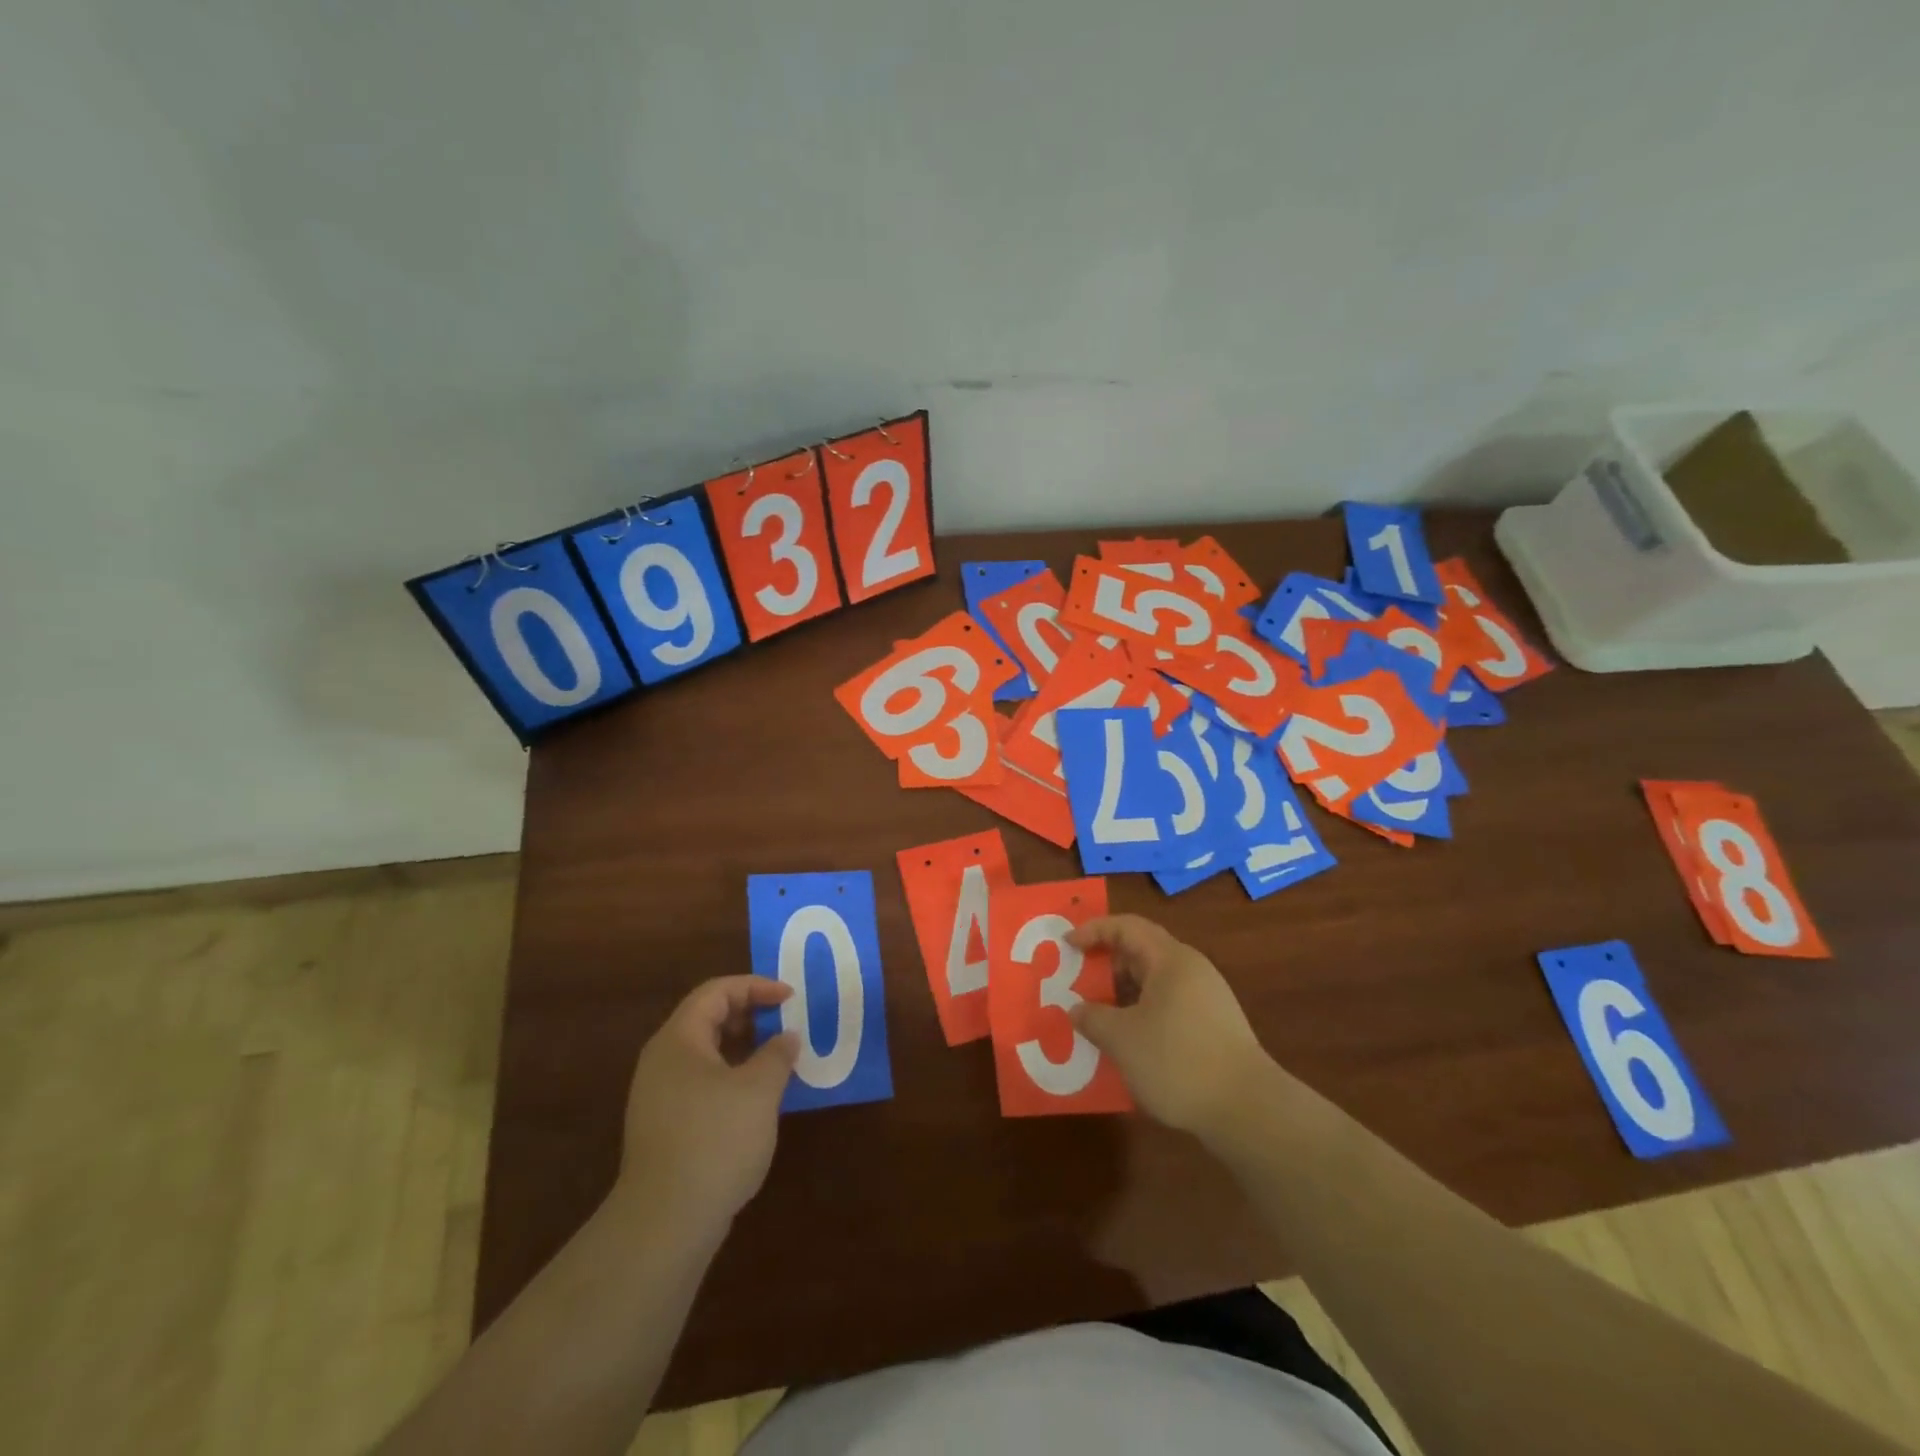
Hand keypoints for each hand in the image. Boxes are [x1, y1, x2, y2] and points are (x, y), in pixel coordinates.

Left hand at [617, 976, 798, 1234]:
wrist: (665, 1223)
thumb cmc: (715, 1140)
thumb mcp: (759, 1090)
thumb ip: (777, 1055)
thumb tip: (787, 1038)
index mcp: (679, 1040)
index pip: (716, 992)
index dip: (756, 987)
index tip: (790, 998)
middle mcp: (662, 1060)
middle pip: (706, 1018)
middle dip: (749, 1014)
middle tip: (785, 1022)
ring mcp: (659, 1096)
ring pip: (705, 1052)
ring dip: (743, 1047)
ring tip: (777, 1058)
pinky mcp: (664, 1126)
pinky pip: (701, 1082)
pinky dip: (731, 1075)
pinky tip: (756, 1098)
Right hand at [1066, 914, 1273, 1135]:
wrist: (1248, 1109)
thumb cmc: (1178, 1061)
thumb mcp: (1122, 1039)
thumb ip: (1093, 1018)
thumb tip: (1077, 1009)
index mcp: (1170, 959)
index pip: (1126, 927)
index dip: (1093, 930)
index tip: (1067, 946)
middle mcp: (1191, 969)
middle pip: (1142, 951)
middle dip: (1106, 963)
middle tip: (1077, 980)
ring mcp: (1207, 998)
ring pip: (1155, 981)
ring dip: (1122, 992)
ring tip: (1097, 1014)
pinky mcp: (1213, 1026)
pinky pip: (1168, 1004)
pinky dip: (1141, 1012)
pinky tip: (1128, 1041)